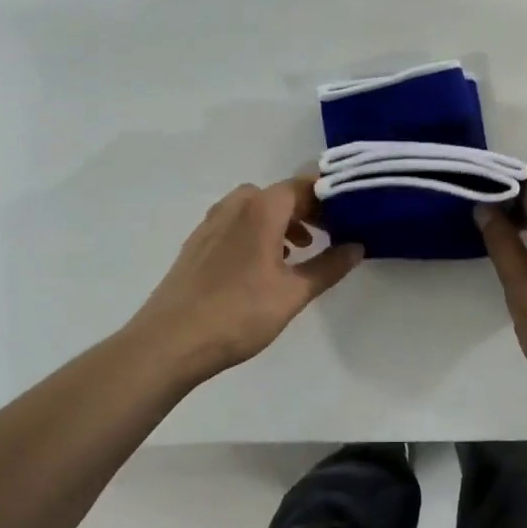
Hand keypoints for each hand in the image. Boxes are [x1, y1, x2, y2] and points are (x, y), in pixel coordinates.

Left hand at [127, 174, 362, 382]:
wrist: (169, 342)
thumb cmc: (238, 314)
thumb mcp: (293, 293)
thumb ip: (328, 266)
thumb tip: (357, 247)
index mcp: (262, 208)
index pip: (304, 185)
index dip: (330, 196)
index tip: (352, 213)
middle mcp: (236, 205)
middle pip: (280, 194)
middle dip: (308, 209)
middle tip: (331, 233)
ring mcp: (212, 223)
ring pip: (256, 208)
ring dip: (281, 221)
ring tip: (299, 250)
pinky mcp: (197, 243)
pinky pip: (236, 223)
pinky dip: (257, 231)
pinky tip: (263, 264)